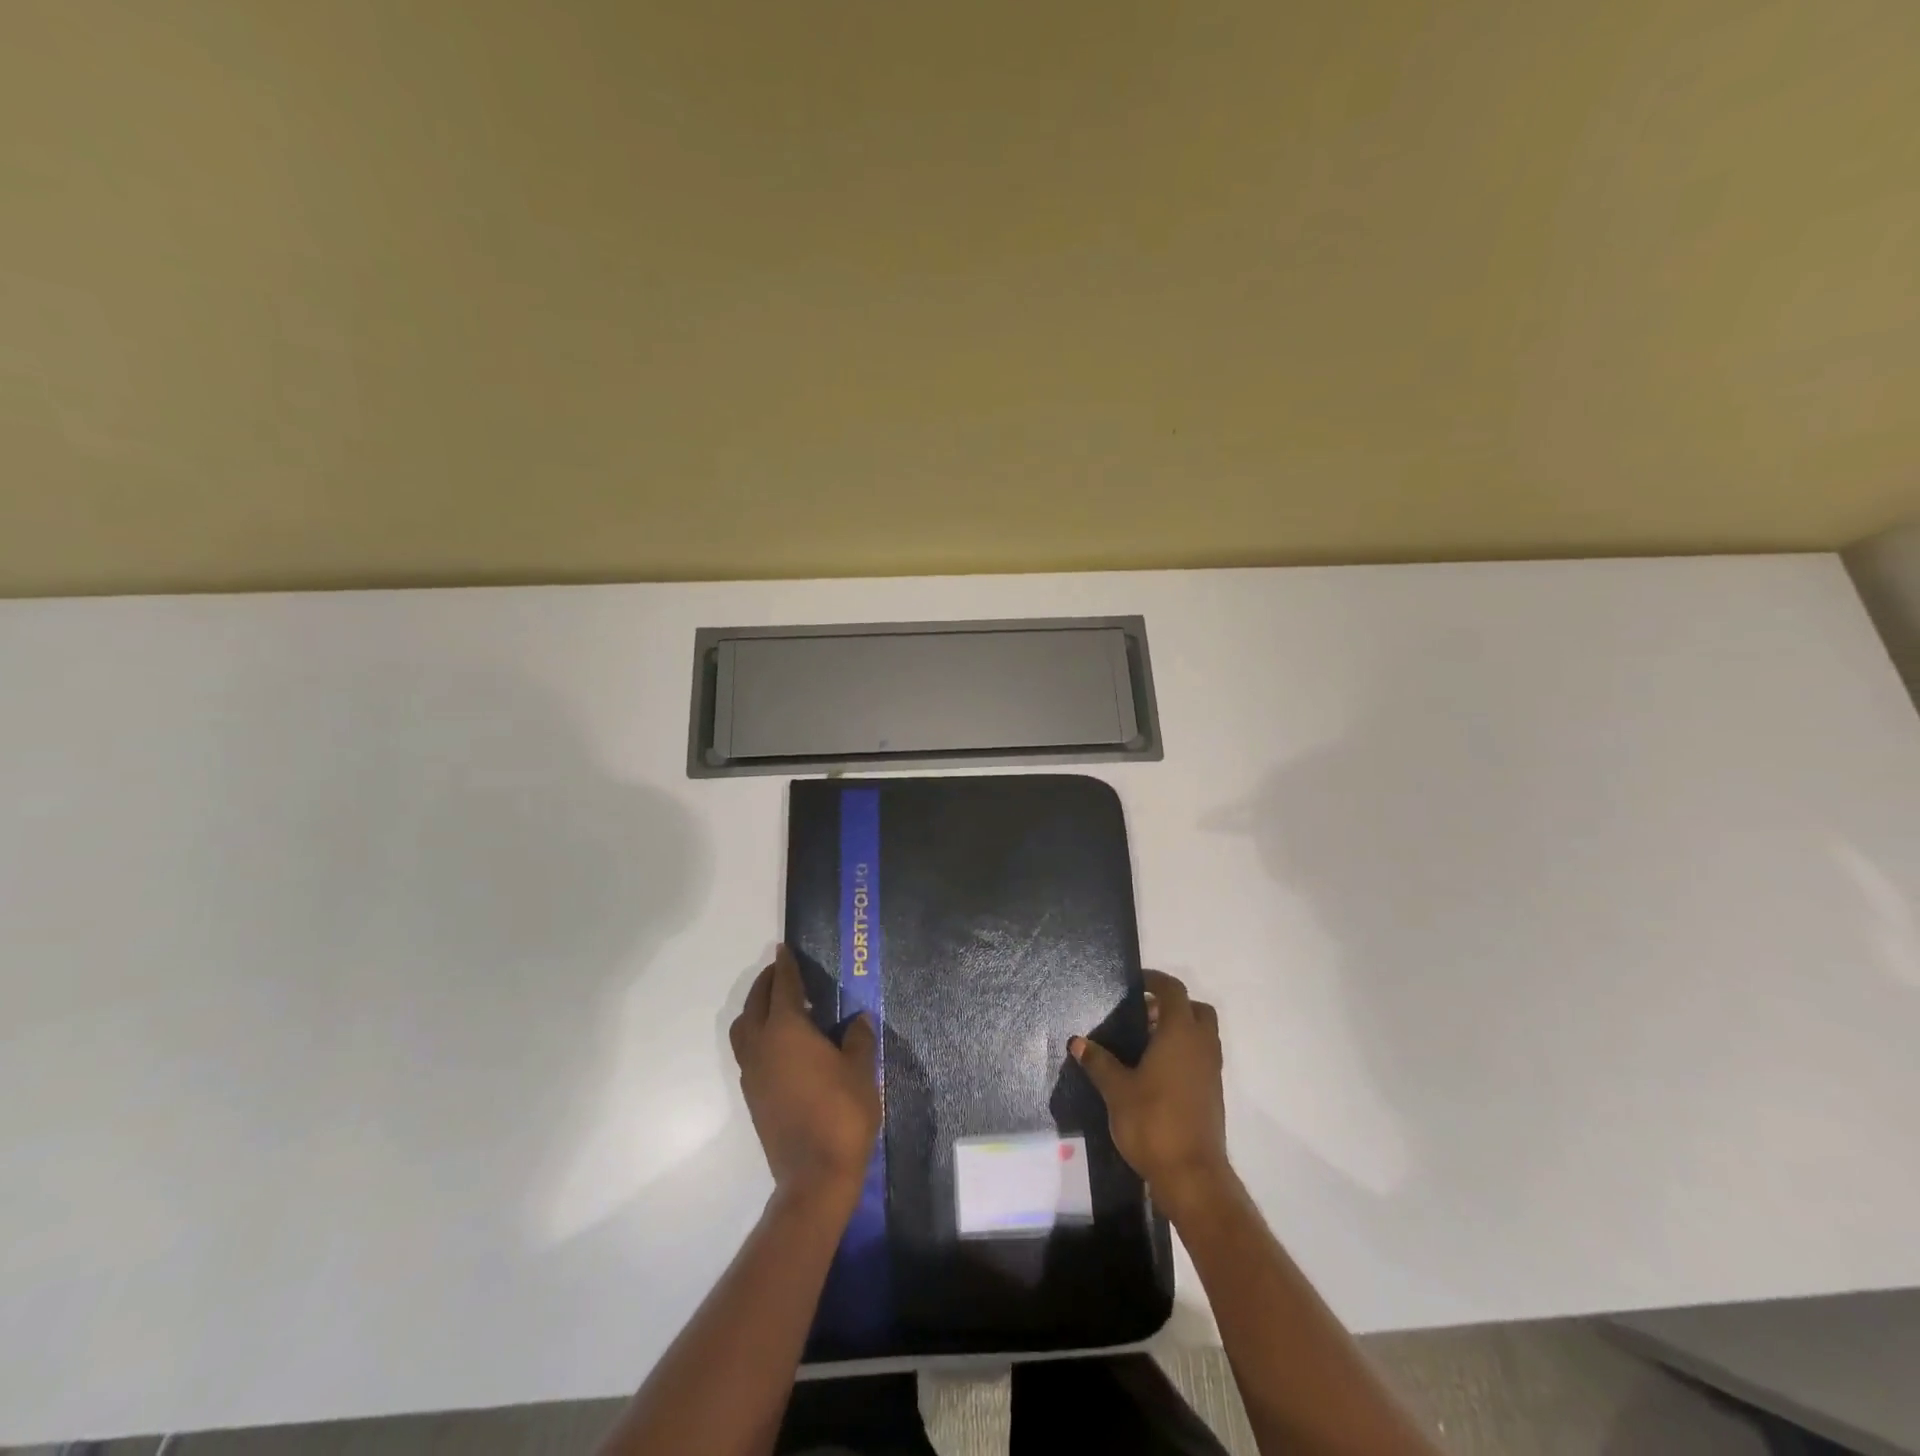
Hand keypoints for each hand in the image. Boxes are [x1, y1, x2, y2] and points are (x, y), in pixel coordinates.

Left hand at [729, 945, 880, 1210]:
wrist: (814, 1175)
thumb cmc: (842, 1113)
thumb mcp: (861, 1069)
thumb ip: (858, 1038)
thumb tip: (857, 1020)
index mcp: (787, 1030)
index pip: (784, 986)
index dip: (786, 966)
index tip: (784, 949)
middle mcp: (762, 1045)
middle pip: (756, 1003)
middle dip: (767, 983)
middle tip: (783, 972)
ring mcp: (753, 1072)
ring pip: (744, 1028)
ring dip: (757, 1009)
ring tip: (781, 1006)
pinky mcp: (753, 1096)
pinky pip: (748, 1051)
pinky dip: (758, 1034)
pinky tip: (783, 1044)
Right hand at [1071, 970, 1229, 1221]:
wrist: (1192, 1175)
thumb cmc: (1153, 1122)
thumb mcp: (1117, 1090)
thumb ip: (1099, 1062)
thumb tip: (1078, 1042)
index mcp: (1180, 1034)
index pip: (1173, 991)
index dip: (1155, 981)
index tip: (1135, 982)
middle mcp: (1201, 1046)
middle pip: (1196, 1009)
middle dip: (1172, 1004)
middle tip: (1143, 1013)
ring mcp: (1211, 1071)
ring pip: (1202, 1034)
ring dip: (1180, 1029)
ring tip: (1146, 1042)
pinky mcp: (1213, 1094)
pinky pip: (1201, 1057)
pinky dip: (1184, 1052)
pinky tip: (1157, 1071)